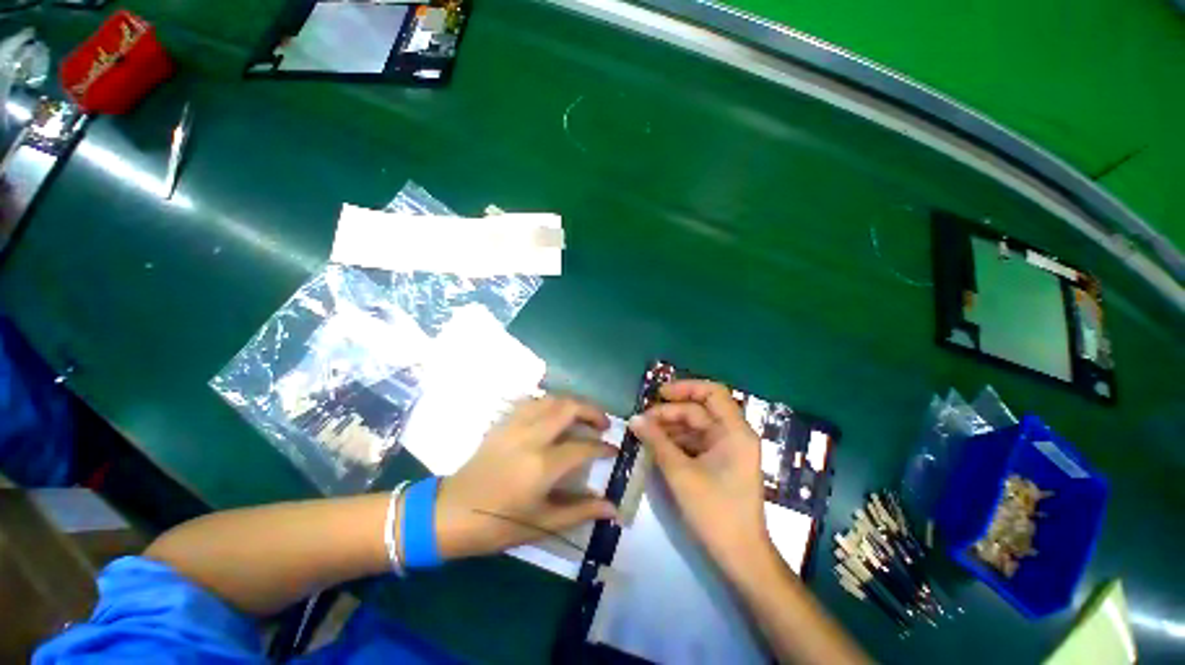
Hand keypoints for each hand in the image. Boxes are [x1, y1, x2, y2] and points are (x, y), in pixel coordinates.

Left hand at [434, 396, 619, 559]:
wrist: (449, 513)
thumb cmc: (497, 524)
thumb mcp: (542, 524)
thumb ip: (580, 511)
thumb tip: (613, 508)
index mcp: (542, 465)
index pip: (584, 447)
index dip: (603, 447)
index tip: (614, 450)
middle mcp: (531, 437)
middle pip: (569, 408)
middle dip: (593, 411)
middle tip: (604, 424)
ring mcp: (515, 425)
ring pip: (551, 399)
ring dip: (572, 403)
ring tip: (583, 415)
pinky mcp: (503, 422)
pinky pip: (532, 401)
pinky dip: (550, 402)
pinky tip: (555, 414)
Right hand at [628, 380, 768, 568]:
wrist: (740, 556)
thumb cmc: (715, 511)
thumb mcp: (681, 473)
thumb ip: (656, 441)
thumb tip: (634, 419)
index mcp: (735, 432)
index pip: (713, 392)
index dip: (685, 387)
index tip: (659, 394)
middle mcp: (733, 435)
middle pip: (699, 410)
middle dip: (670, 413)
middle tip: (642, 421)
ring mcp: (727, 450)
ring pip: (695, 427)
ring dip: (670, 427)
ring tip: (644, 433)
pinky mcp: (719, 463)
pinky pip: (695, 442)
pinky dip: (676, 442)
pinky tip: (656, 446)